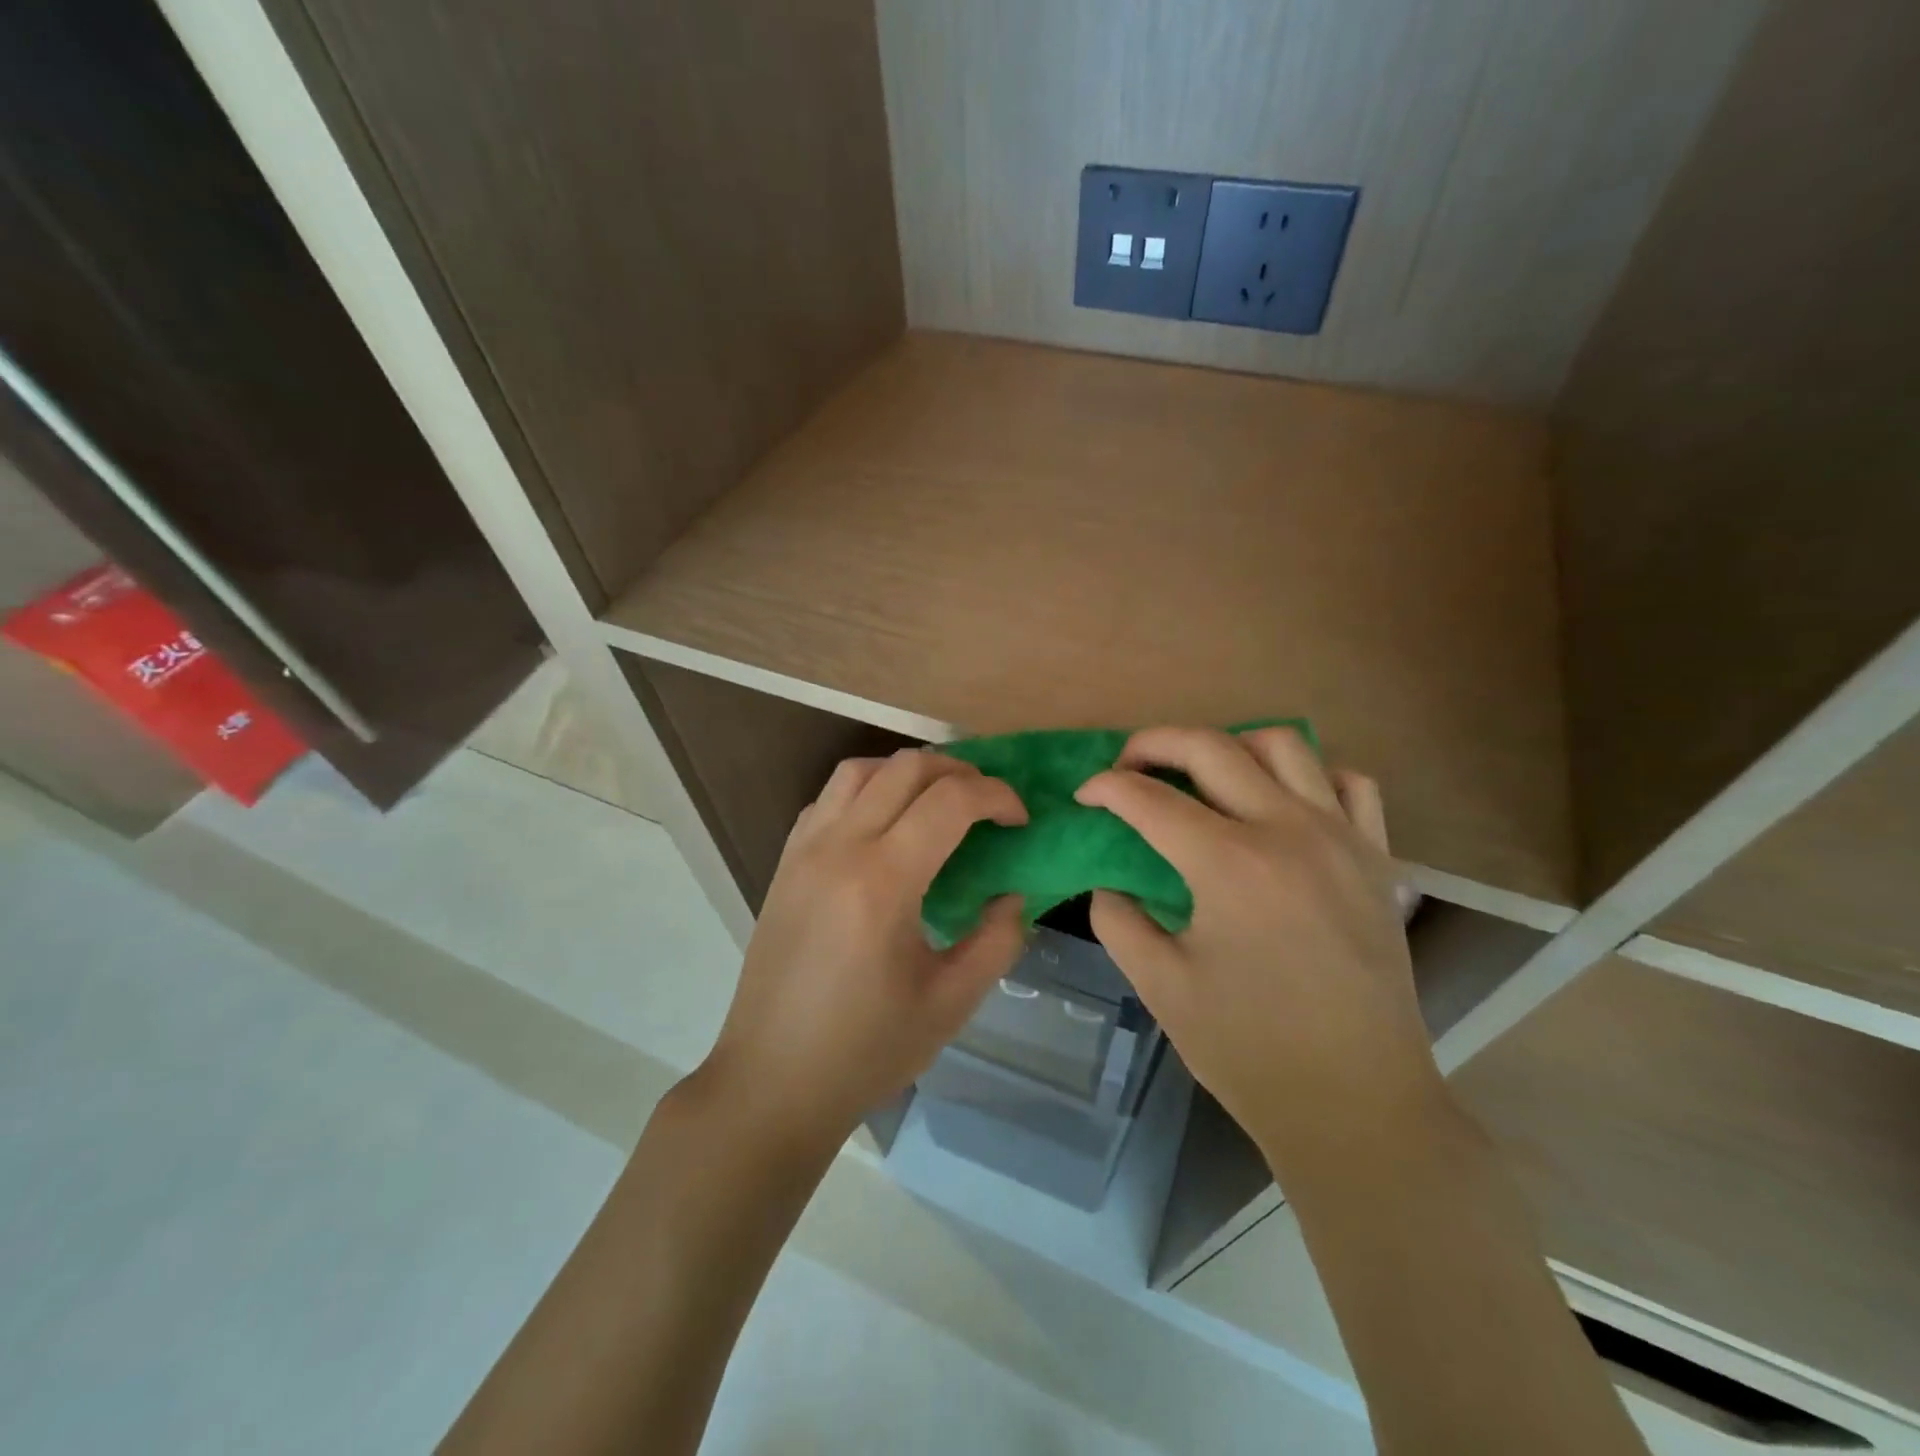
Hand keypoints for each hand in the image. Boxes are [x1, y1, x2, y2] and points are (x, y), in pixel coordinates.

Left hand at [697, 749, 1028, 1149]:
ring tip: (939, 801)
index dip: (997, 796)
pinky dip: (868, 790)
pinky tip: (886, 825)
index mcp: (883, 882)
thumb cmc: (865, 1050)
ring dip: (910, 771)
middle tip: (990, 804)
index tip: (1020, 820)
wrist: (772, 1082)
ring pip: (861, 769)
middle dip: (960, 771)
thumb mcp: (951, 1003)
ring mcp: (804, 850)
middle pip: (907, 768)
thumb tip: (1010, 894)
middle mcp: (839, 848)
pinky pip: (829, 797)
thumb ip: (996, 940)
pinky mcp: (785, 862)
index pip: (950, 800)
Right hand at [1075, 726, 1439, 1178]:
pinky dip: (1309, 775)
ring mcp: (1341, 838)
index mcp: (1228, 864)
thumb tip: (1109, 880)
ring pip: (1283, 745)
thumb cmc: (1250, 1049)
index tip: (1084, 796)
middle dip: (1154, 743)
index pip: (1148, 798)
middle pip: (1210, 747)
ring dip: (1230, 746)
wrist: (1358, 1103)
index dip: (1105, 788)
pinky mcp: (1377, 858)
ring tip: (1203, 776)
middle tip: (1127, 766)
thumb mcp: (1160, 985)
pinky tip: (1283, 803)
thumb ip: (1118, 918)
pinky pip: (1348, 783)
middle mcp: (1287, 830)